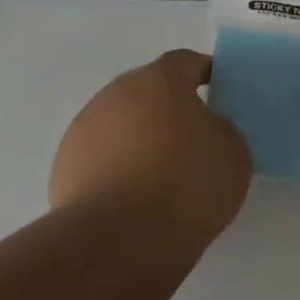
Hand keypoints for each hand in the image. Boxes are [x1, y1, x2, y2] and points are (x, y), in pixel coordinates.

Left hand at [50, 50, 252, 243]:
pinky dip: (117, 167)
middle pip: (148, 91)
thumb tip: (204, 130)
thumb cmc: (186, 186)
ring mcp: (84, 128)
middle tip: (191, 137)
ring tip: (160, 174)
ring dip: (139, 138)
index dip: (204, 72)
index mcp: (160, 81)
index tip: (217, 88)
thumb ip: (222, 131)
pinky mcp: (65, 164)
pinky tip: (132, 197)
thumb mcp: (233, 155)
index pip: (185, 62)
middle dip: (169, 108)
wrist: (118, 237)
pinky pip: (101, 156)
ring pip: (121, 123)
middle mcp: (116, 94)